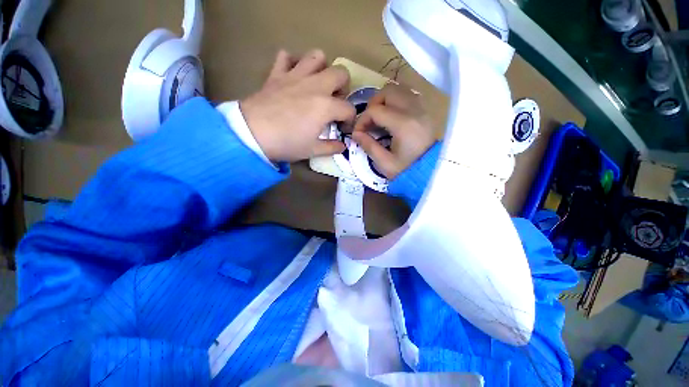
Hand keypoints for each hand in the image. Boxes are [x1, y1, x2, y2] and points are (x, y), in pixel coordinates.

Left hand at [240, 49, 355, 161]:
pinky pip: (286, 56)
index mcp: (326, 106)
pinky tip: (293, 76)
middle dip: (343, 87)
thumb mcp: (312, 151)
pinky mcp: (277, 74)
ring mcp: (295, 76)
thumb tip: (342, 146)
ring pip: (317, 56)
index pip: (349, 109)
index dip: (350, 119)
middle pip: (341, 73)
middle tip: (335, 101)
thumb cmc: (286, 143)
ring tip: (318, 84)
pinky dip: (292, 62)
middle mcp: (315, 86)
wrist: (252, 134)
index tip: (342, 128)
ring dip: (322, 68)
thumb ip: (331, 147)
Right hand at [352, 83, 435, 178]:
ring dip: (385, 100)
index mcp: (403, 125)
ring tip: (379, 117)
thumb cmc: (406, 170)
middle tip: (369, 121)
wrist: (430, 172)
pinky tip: (392, 116)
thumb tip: (355, 134)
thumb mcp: (384, 163)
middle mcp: (414, 110)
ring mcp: (422, 109)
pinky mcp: (425, 111)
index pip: (375, 110)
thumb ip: (368, 146)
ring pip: (399, 89)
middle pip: (388, 91)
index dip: (361, 120)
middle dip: (373, 104)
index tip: (358, 133)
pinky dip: (396, 101)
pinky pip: (408, 95)